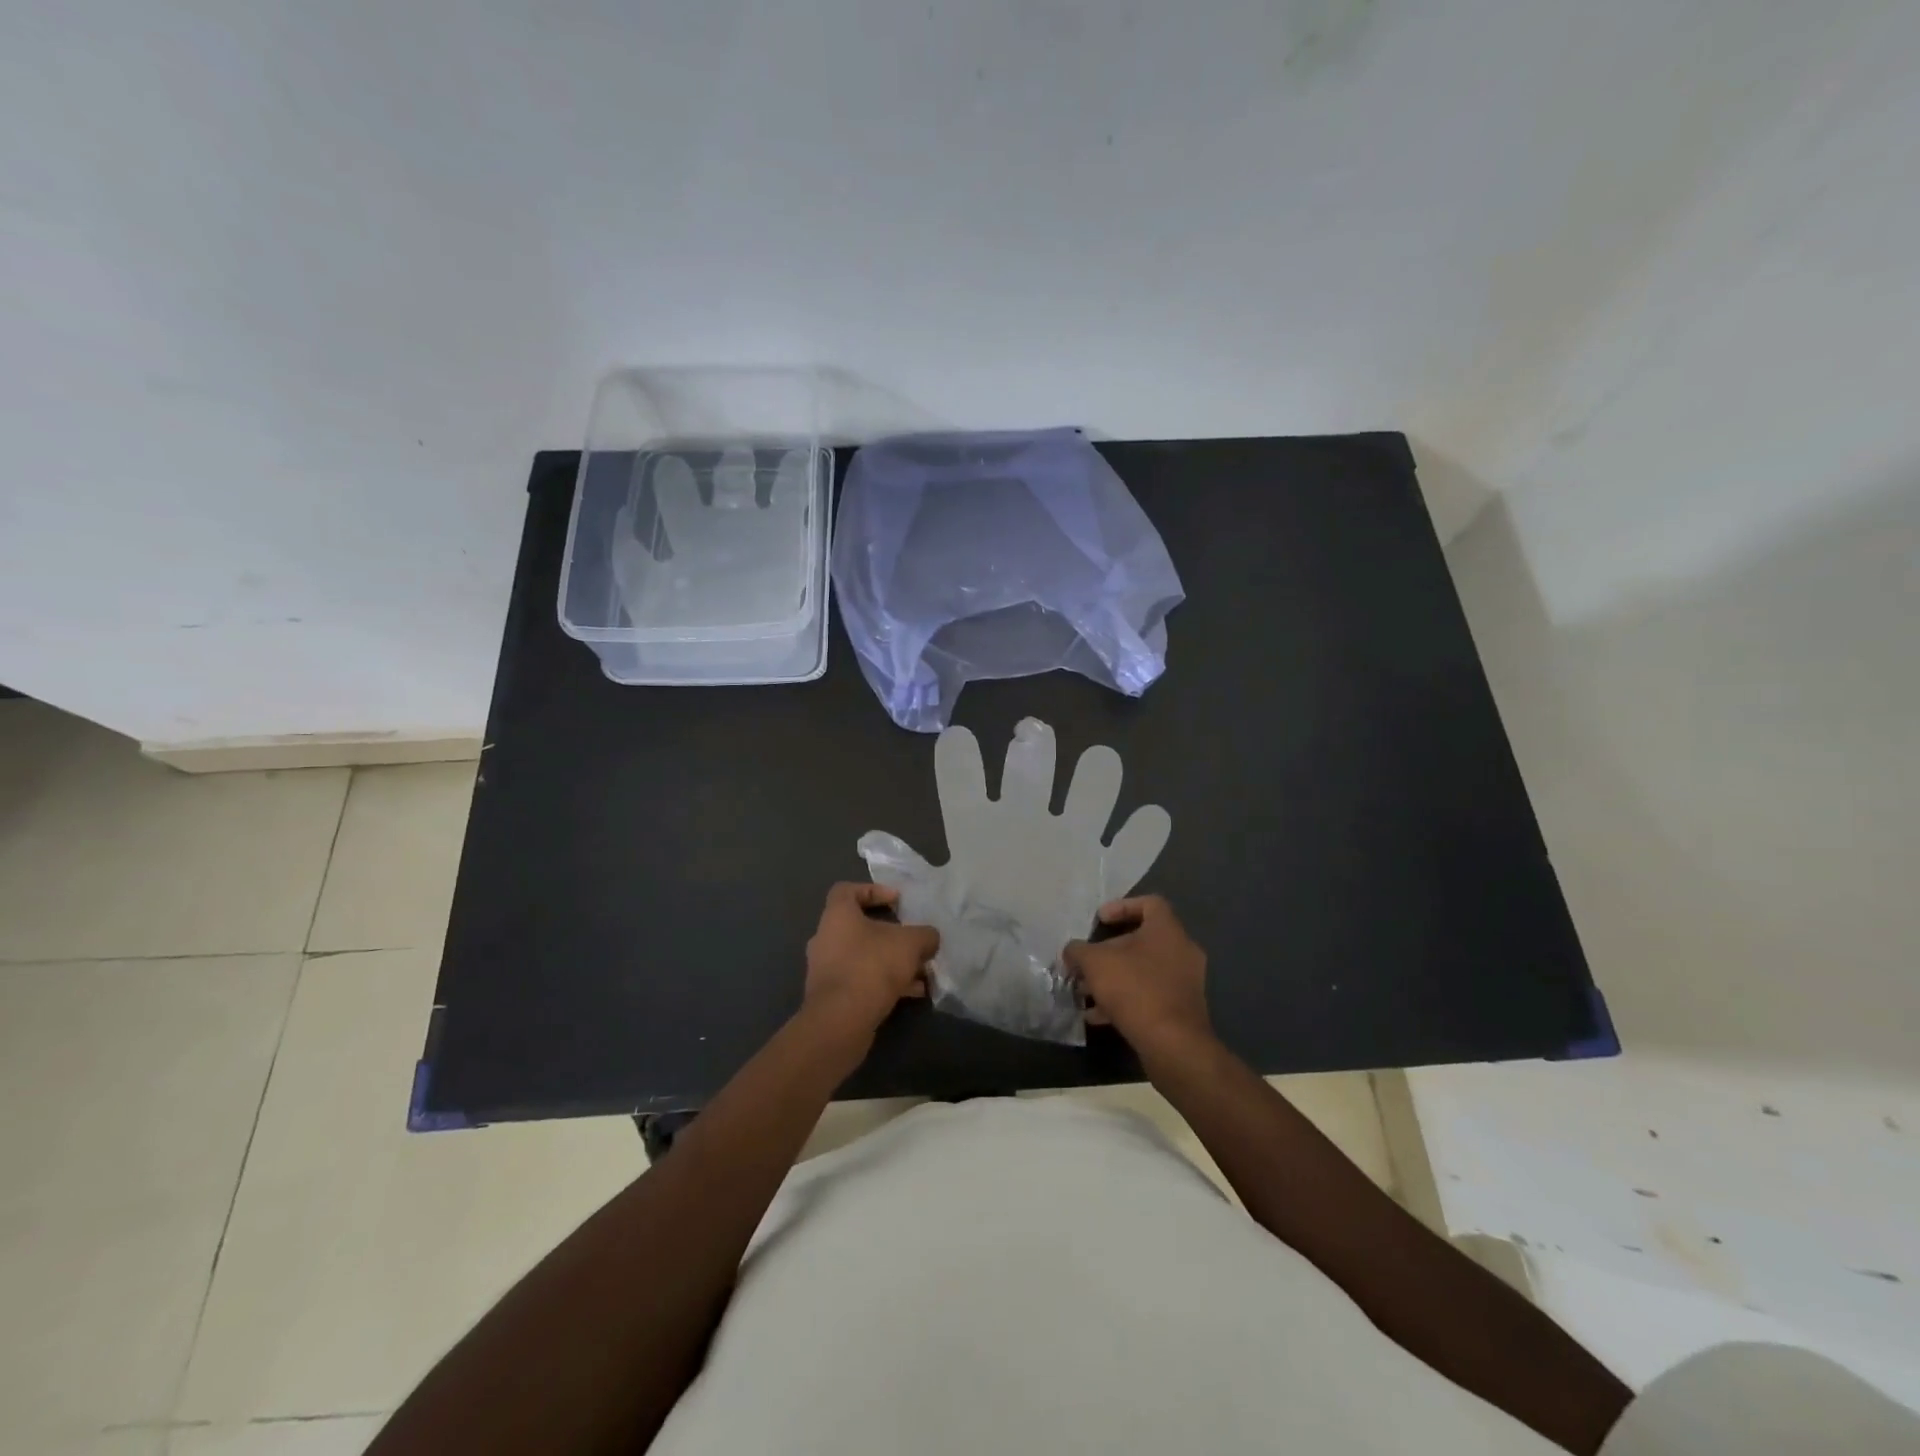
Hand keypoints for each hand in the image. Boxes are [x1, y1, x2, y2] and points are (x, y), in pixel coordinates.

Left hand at [803, 883, 939, 1041]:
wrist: (841, 1021)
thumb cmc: (872, 966)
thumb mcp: (911, 943)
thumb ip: (925, 935)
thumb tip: (929, 938)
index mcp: (837, 916)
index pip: (847, 890)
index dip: (873, 890)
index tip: (897, 901)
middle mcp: (826, 938)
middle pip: (860, 927)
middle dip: (890, 934)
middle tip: (913, 941)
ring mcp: (826, 969)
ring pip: (863, 957)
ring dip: (892, 962)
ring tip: (922, 972)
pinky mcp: (831, 996)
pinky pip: (861, 980)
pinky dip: (885, 983)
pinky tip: (913, 993)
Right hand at [1062, 896, 1212, 1061]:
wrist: (1173, 1045)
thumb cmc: (1134, 989)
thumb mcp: (1094, 963)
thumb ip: (1078, 951)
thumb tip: (1071, 952)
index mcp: (1168, 930)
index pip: (1149, 903)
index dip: (1121, 906)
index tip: (1099, 920)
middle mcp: (1182, 951)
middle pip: (1142, 940)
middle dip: (1108, 951)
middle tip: (1085, 963)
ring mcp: (1184, 982)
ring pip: (1143, 971)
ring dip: (1113, 978)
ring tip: (1085, 992)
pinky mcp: (1182, 1010)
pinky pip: (1149, 995)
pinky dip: (1125, 1000)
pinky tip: (1098, 1016)